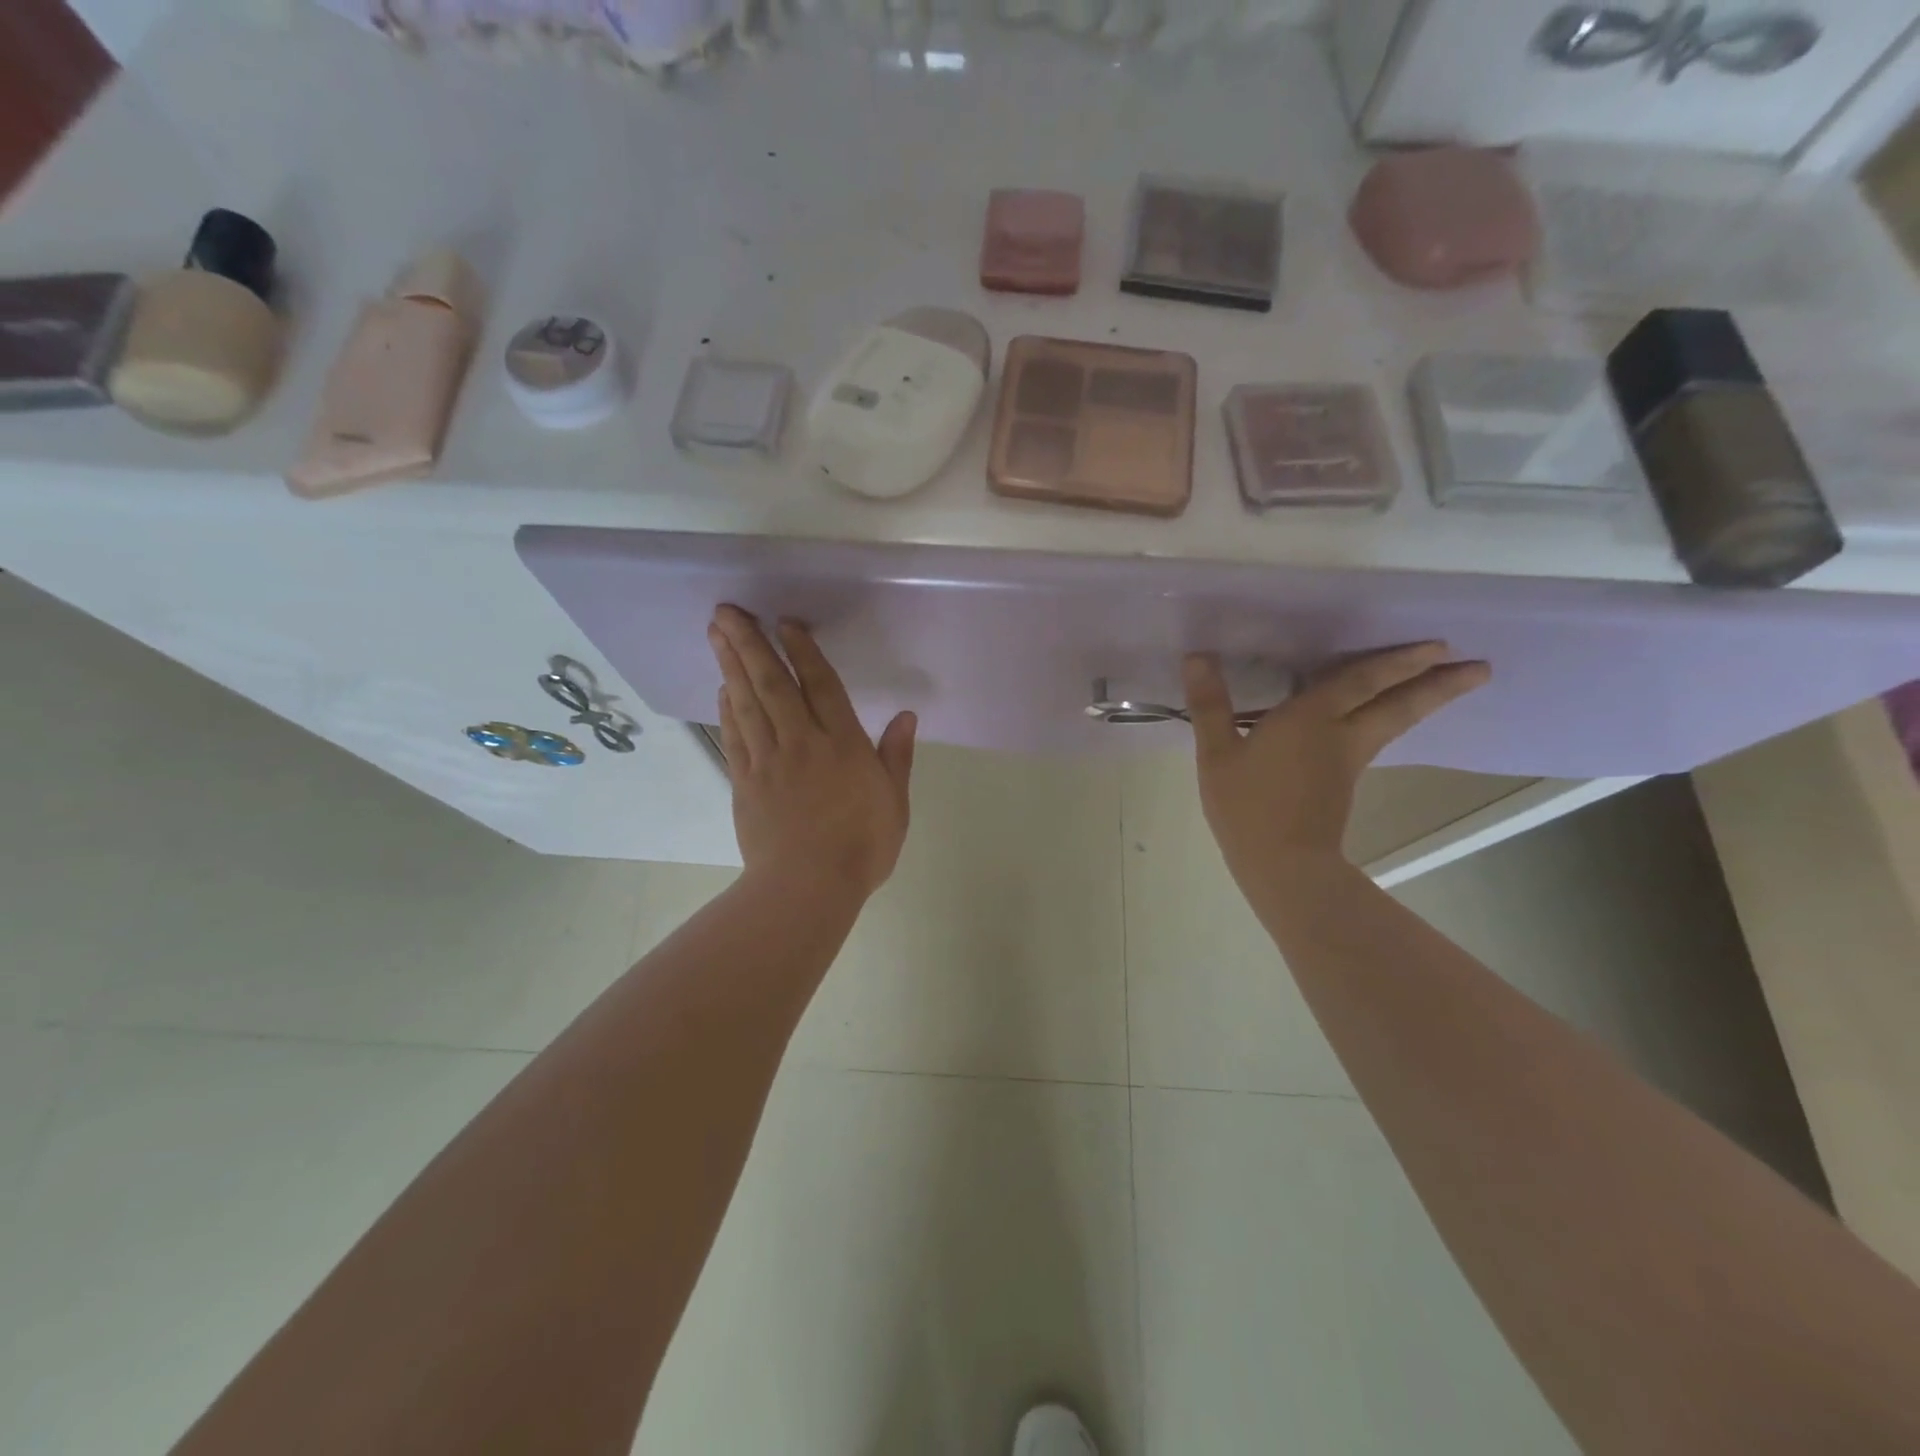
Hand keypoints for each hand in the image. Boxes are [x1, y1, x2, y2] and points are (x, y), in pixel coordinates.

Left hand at [708, 605, 916, 899]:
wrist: (807, 887)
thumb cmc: (861, 846)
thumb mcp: (894, 802)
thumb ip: (897, 756)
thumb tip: (907, 715)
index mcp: (843, 745)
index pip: (821, 686)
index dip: (803, 651)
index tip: (786, 623)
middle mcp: (802, 742)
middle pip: (773, 684)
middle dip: (750, 644)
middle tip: (727, 611)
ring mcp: (768, 761)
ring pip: (747, 703)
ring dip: (731, 665)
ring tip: (716, 632)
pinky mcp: (745, 782)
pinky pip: (735, 736)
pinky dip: (728, 708)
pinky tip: (723, 688)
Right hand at [1184, 645, 1489, 880]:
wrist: (1283, 865)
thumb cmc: (1248, 806)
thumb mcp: (1216, 754)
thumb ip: (1209, 705)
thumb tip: (1197, 656)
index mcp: (1310, 718)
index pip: (1361, 680)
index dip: (1397, 660)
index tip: (1440, 645)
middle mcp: (1340, 733)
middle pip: (1397, 703)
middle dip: (1437, 683)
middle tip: (1478, 668)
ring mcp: (1348, 760)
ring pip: (1394, 721)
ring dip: (1425, 701)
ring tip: (1451, 685)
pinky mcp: (1344, 782)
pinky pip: (1376, 737)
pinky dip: (1392, 719)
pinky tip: (1384, 719)